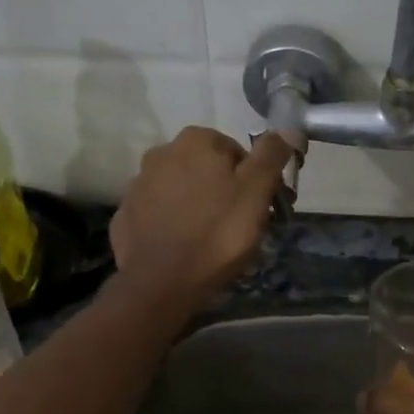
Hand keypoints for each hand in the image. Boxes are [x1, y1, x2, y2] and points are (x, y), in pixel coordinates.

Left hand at [109, 127, 293, 307]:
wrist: (160, 283)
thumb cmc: (217, 233)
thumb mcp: (256, 192)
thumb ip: (272, 156)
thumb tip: (288, 129)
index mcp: (196, 141)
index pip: (237, 152)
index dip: (254, 180)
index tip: (262, 207)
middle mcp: (162, 152)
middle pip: (207, 168)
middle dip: (224, 190)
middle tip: (240, 225)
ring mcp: (139, 184)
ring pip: (181, 189)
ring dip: (198, 205)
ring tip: (212, 240)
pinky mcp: (125, 214)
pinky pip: (159, 213)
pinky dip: (173, 223)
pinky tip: (184, 246)